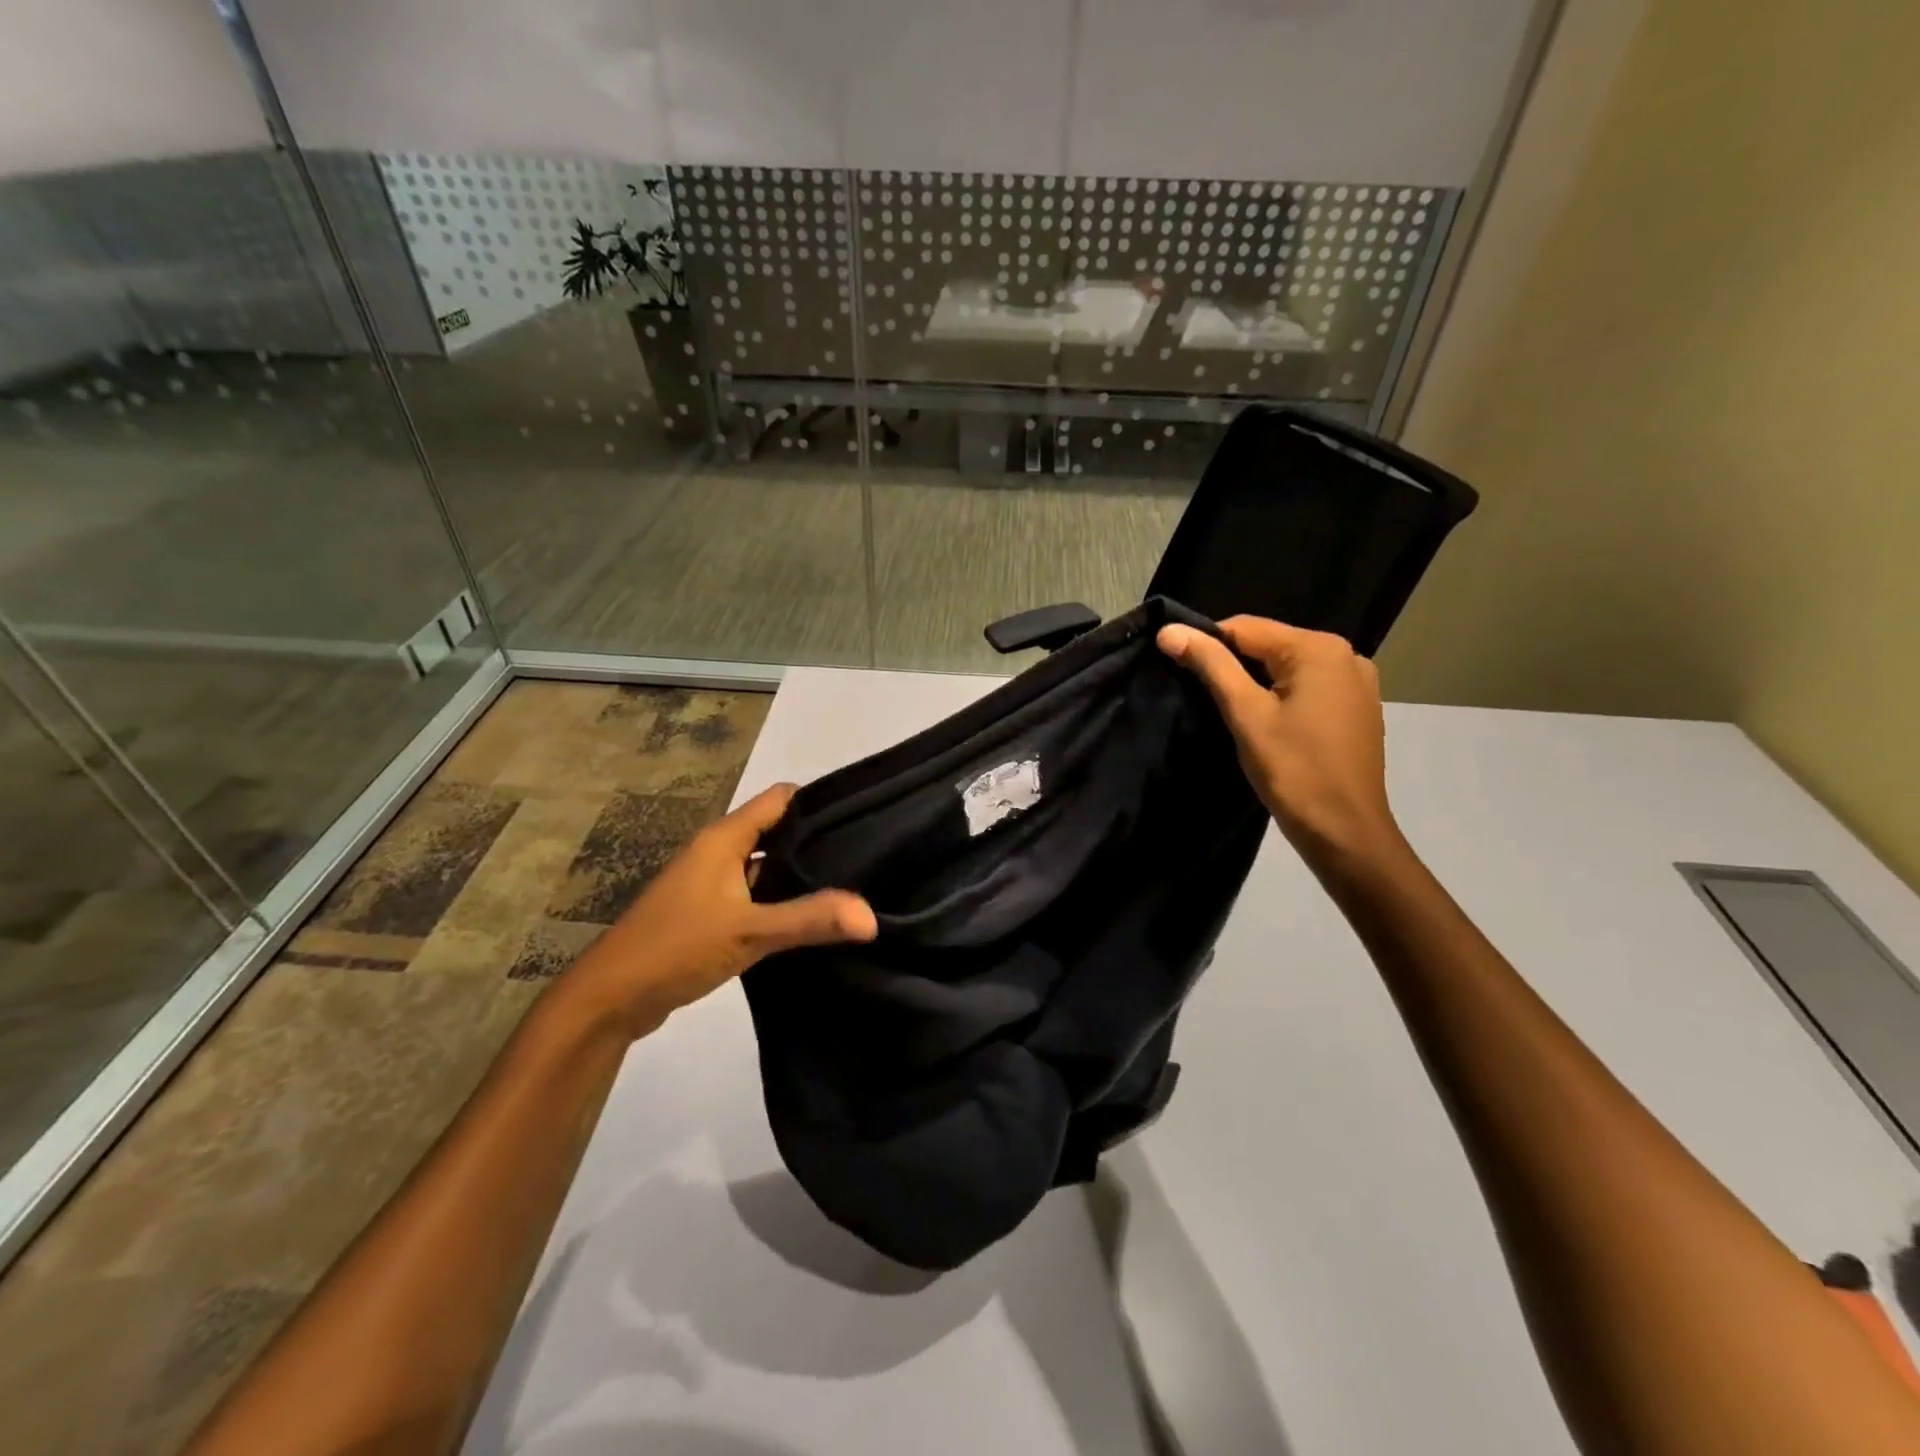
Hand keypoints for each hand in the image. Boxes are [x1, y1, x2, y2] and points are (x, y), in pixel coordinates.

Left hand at [559, 783, 876, 1038]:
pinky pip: (755, 895)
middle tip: (866, 858)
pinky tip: (811, 921)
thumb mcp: (749, 931)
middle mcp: (717, 852)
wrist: (610, 1000)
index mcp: (724, 839)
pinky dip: (781, 902)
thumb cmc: (676, 948)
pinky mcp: (709, 914)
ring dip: (799, 876)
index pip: (780, 799)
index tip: (862, 818)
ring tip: (850, 887)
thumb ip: (809, 919)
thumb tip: (872, 916)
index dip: (819, 802)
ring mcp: (711, 883)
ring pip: (766, 866)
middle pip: (777, 831)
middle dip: (816, 842)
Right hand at [1159, 616, 1404, 872]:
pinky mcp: (1358, 708)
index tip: (1178, 670)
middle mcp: (1345, 654)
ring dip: (1255, 682)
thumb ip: (1210, 665)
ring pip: (1287, 668)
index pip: (1245, 627)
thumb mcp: (1245, 713)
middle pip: (1269, 645)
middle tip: (1201, 697)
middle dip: (1232, 665)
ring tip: (1230, 713)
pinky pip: (1307, 687)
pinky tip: (1267, 724)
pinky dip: (1281, 697)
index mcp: (1318, 648)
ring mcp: (1357, 682)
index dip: (1206, 644)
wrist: (1344, 831)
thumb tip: (1168, 630)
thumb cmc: (1292, 770)